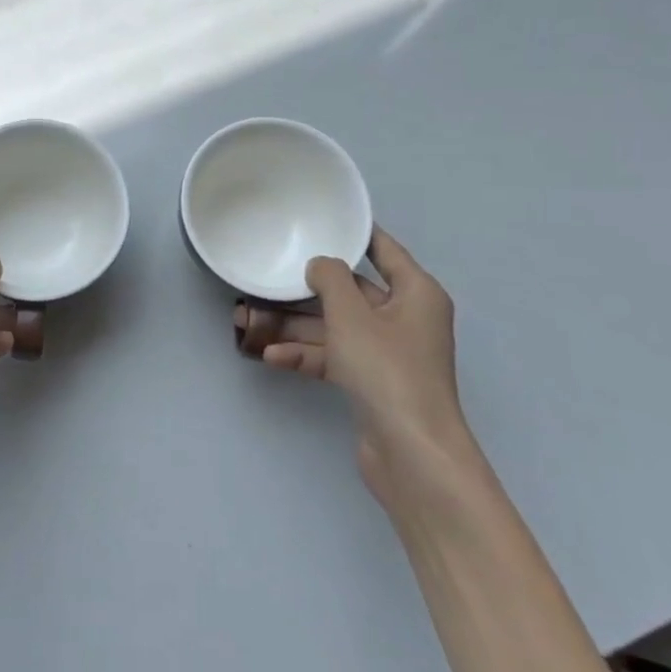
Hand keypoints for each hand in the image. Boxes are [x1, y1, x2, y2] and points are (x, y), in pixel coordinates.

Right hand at [237, 227, 470, 496]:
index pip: (384, 251)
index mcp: (416, 294)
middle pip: (353, 293)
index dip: (356, 235)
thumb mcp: (351, 315)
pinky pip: (335, 358)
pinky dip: (308, 355)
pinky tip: (273, 357)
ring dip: (299, 326)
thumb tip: (320, 265)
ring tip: (254, 320)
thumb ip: (330, 279)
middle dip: (310, 290)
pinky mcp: (373, 383)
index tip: (324, 220)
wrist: (411, 452)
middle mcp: (406, 319)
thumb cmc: (387, 370)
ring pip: (338, 327)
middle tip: (271, 277)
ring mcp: (389, 354)